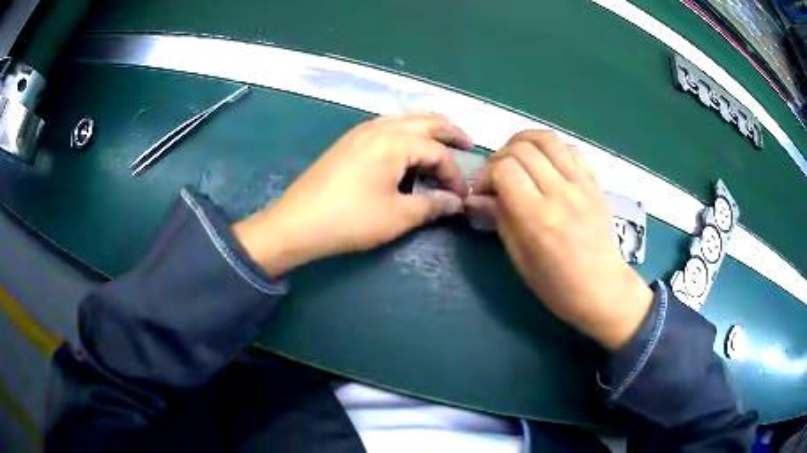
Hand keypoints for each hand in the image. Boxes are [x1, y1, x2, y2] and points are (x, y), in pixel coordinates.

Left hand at [233, 111, 472, 276]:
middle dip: (449, 131)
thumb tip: (457, 202)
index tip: (461, 197)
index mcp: (394, 142)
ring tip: (443, 135)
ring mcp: (361, 132)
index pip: (437, 152)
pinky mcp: (348, 141)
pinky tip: (407, 142)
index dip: (454, 174)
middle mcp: (379, 128)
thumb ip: (432, 205)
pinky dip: (405, 129)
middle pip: (424, 121)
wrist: (297, 223)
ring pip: (403, 118)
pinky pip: (386, 125)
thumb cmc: (350, 220)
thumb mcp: (397, 216)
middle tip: (468, 143)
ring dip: (427, 125)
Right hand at [465, 131, 651, 349]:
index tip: (484, 191)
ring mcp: (582, 185)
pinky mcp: (596, 183)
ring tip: (517, 157)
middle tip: (497, 175)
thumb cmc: (557, 286)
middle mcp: (561, 193)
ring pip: (547, 139)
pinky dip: (552, 148)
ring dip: (524, 141)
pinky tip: (546, 163)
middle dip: (500, 156)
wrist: (604, 289)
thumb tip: (475, 197)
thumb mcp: (520, 260)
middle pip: (522, 148)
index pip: (505, 170)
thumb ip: (499, 220)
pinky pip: (572, 149)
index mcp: (538, 218)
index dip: (487, 174)